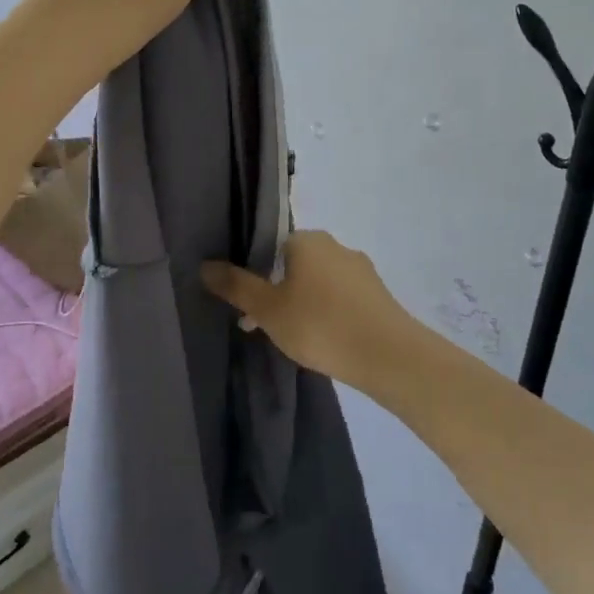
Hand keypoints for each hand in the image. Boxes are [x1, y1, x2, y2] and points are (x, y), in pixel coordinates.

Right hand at [201, 231, 422, 392]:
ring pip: (318, 282)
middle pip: (293, 264)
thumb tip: (205, 265)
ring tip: (295, 339)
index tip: (248, 308)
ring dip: (302, 303)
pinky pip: (341, 297)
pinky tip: (325, 340)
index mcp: (307, 239)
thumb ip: (235, 286)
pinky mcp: (377, 293)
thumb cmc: (320, 324)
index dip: (254, 275)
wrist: (388, 354)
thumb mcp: (267, 309)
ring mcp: (360, 269)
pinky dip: (327, 312)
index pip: (269, 246)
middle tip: (265, 326)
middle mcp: (335, 245)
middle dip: (277, 291)